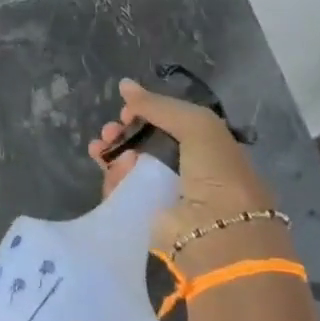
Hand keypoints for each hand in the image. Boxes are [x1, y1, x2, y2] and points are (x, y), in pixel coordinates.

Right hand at [86, 79, 289, 267]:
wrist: (217, 235)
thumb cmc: (216, 173)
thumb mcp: (197, 125)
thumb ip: (159, 105)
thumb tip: (124, 85)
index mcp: (206, 148)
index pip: (168, 125)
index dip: (146, 114)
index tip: (127, 109)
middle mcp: (185, 171)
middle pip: (144, 145)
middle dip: (123, 133)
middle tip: (109, 130)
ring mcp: (163, 195)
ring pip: (128, 167)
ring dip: (113, 152)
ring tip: (102, 147)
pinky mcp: (144, 217)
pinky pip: (120, 191)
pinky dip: (112, 177)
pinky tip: (110, 168)